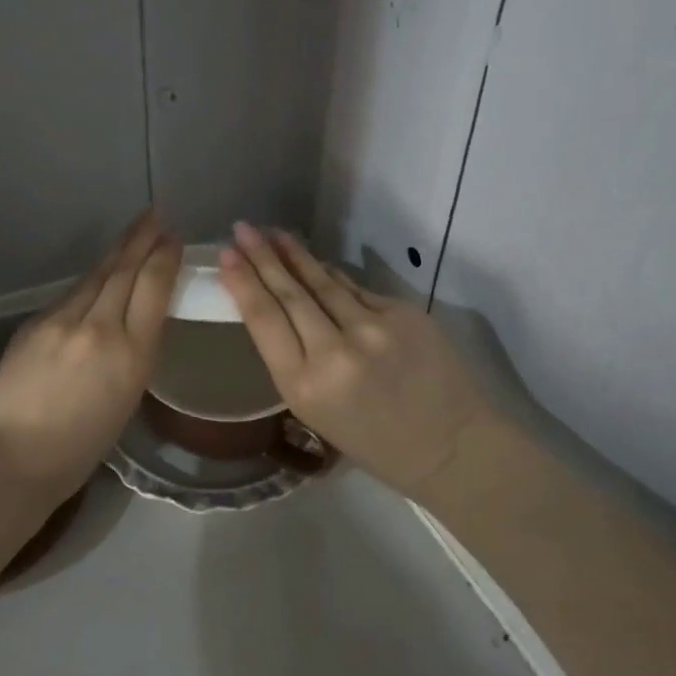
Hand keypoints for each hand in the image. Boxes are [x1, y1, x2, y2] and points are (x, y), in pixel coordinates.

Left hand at [0, 211, 181, 512]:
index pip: (153, 288)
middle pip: (124, 270)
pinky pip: (71, 295)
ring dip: (117, 251)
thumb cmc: (80, 447)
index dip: (164, 257)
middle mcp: (99, 327)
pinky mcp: (35, 322)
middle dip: (142, 239)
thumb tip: (132, 321)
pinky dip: (90, 282)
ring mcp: (62, 321)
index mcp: (132, 354)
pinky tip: (97, 276)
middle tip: (155, 215)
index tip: (172, 238)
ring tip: (133, 232)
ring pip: (96, 276)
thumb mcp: (127, 399)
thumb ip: (133, 353)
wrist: (13, 456)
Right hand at [219, 223, 494, 497]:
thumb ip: (293, 359)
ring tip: (273, 233)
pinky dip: (332, 276)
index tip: (225, 256)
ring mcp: (373, 329)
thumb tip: (277, 306)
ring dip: (294, 255)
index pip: (264, 320)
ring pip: (322, 282)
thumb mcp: (314, 410)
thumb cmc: (372, 441)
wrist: (450, 446)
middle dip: (261, 258)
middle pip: (289, 293)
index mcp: (304, 386)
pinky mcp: (403, 313)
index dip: (243, 283)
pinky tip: (315, 263)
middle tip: (241, 229)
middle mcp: (334, 353)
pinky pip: (355, 289)